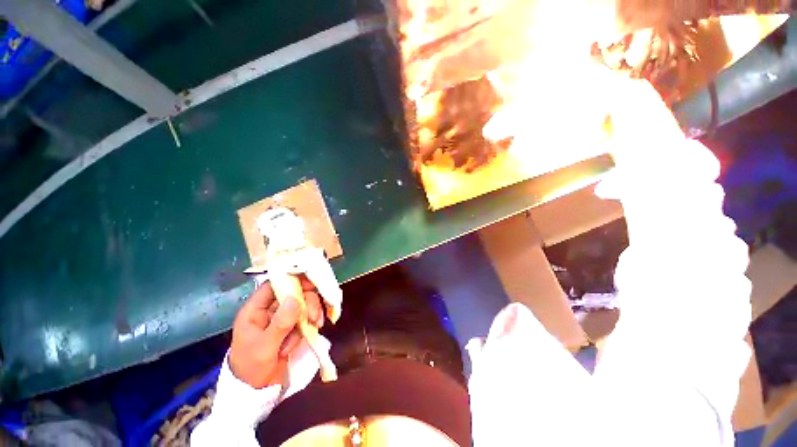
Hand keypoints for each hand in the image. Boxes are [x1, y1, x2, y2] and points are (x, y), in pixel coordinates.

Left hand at [229, 277, 324, 388]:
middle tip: (314, 315)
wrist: (258, 393)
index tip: (310, 282)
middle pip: (293, 293)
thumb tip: (294, 298)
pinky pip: (307, 316)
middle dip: (307, 302)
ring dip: (311, 312)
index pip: (273, 286)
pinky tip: (316, 328)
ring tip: (316, 325)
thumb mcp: (264, 348)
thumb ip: (279, 324)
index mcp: (255, 310)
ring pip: (303, 304)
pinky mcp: (293, 326)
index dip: (291, 280)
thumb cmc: (252, 370)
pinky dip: (313, 320)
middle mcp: (270, 310)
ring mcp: (283, 318)